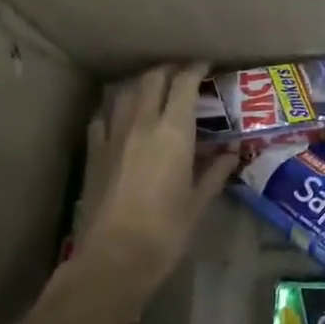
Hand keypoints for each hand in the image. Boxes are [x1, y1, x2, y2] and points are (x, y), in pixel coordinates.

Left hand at [58, 64, 237, 323]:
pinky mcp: (94, 153)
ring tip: (154, 90)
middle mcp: (141, 123)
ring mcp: (112, 136)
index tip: (206, 65)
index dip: (195, 68)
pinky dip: (116, 109)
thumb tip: (231, 154)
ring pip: (125, 93)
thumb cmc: (166, 231)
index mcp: (173, 131)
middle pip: (152, 80)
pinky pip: (104, 117)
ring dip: (141, 85)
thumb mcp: (199, 202)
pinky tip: (121, 118)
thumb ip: (215, 173)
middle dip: (168, 71)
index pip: (184, 84)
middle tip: (183, 74)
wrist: (114, 258)